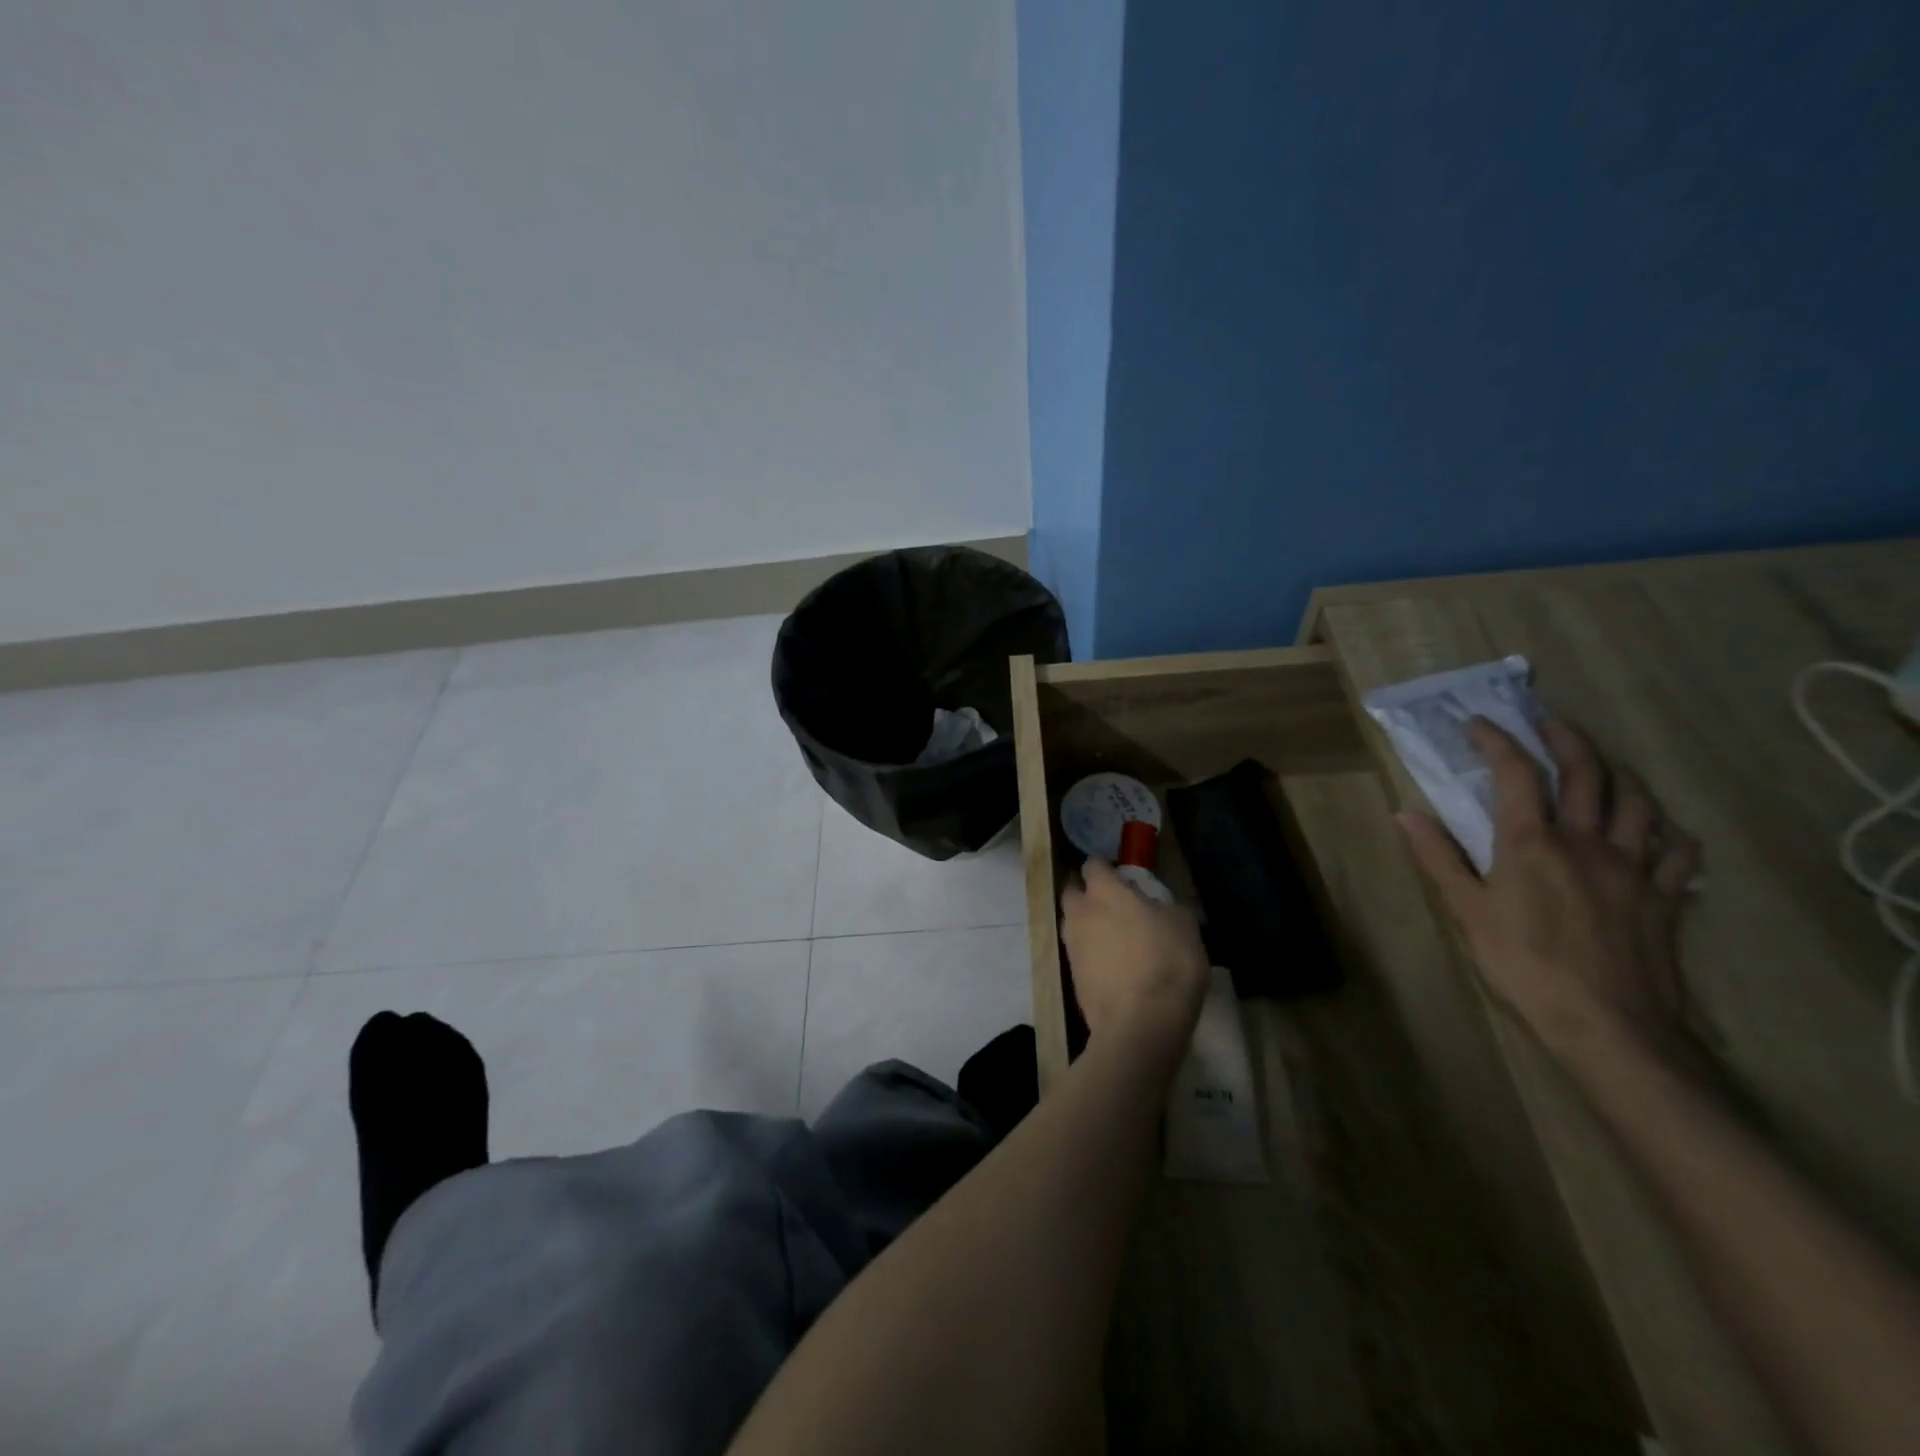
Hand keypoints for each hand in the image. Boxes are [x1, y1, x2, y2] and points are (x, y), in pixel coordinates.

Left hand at [1059, 858, 1208, 1045]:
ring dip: (1086, 924)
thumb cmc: (1166, 962)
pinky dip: (1090, 955)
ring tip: (1113, 937)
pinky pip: (1078, 954)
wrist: (1140, 1023)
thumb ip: (1168, 907)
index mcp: (1103, 891)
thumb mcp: (1185, 925)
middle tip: (1112, 904)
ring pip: (1072, 924)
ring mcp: (1071, 945)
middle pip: (1073, 892)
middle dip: (1086, 893)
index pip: (1093, 865)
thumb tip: (1160, 907)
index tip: (1122, 877)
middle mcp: (1079, 912)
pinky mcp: (1071, 976)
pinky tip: (1112, 966)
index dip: (1106, 869)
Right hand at [1397, 717, 1701, 1058]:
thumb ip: (1439, 858)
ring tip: (1602, 762)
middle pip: (1587, 772)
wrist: (1606, 1025)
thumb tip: (1405, 813)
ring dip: (1619, 771)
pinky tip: (1660, 827)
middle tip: (1548, 720)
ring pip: (1639, 801)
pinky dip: (1670, 829)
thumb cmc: (1522, 965)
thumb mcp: (1465, 911)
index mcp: (1532, 842)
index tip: (1478, 722)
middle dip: (1566, 737)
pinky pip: (1680, 851)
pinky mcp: (1665, 897)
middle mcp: (1587, 842)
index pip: (1516, 773)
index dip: (1497, 740)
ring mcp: (1634, 867)